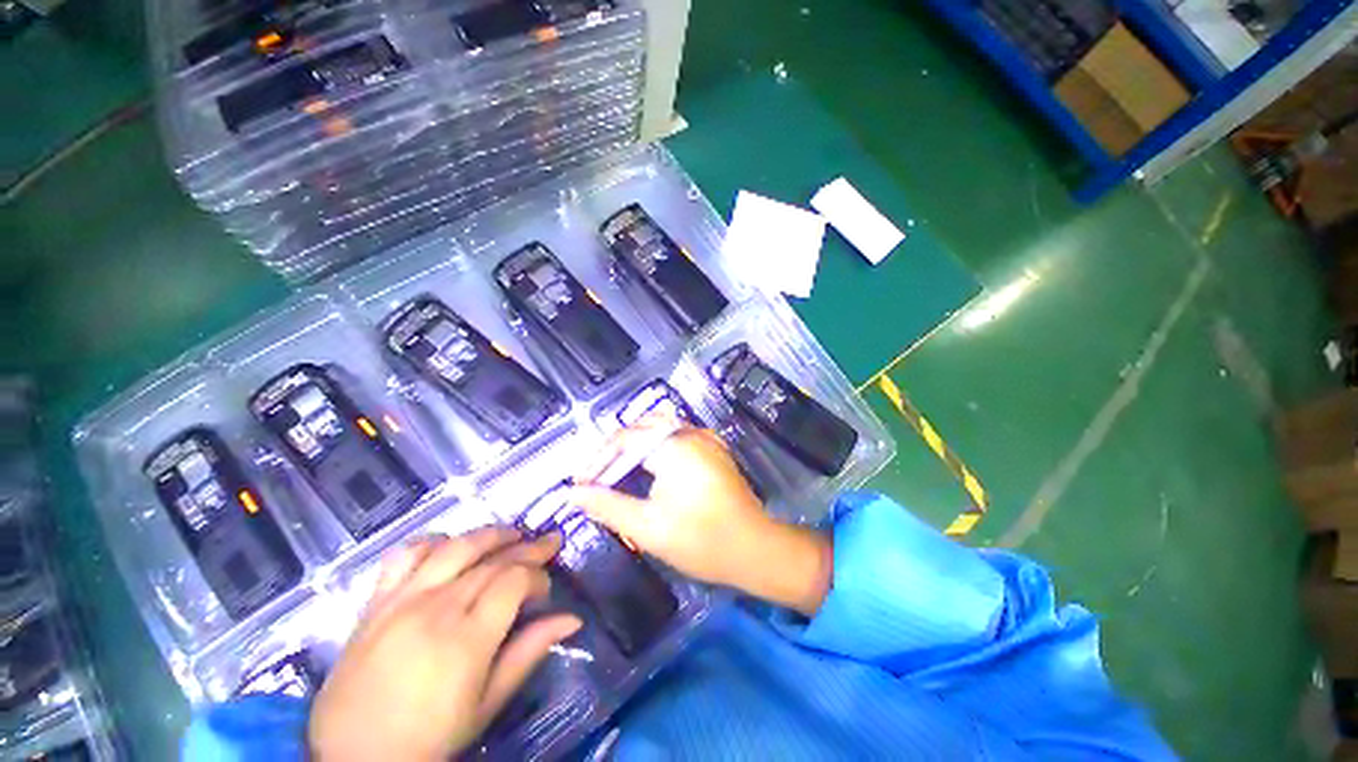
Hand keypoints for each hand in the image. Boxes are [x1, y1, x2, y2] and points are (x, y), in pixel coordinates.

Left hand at [308, 527, 581, 761]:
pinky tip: (450, 545)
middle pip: (492, 559)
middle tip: (548, 543)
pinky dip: (434, 541)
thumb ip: (529, 652)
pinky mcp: (376, 602)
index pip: (515, 580)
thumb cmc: (429, 738)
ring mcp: (402, 600)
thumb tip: (573, 619)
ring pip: (456, 547)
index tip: (546, 588)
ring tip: (513, 534)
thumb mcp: (487, 704)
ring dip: (491, 534)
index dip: (538, 575)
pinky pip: (406, 554)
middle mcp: (437, 608)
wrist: (351, 757)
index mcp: (467, 639)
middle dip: (527, 548)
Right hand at [572, 414, 832, 616]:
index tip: (581, 484)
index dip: (598, 460)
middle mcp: (690, 432)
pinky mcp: (714, 448)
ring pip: (660, 428)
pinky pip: (678, 434)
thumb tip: (572, 494)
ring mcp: (706, 438)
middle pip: (641, 428)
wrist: (755, 549)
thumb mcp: (647, 527)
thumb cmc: (700, 540)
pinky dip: (657, 445)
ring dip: (636, 445)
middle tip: (598, 477)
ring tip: (618, 471)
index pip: (624, 439)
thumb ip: (607, 506)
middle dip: (615, 450)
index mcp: (673, 445)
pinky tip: (651, 467)